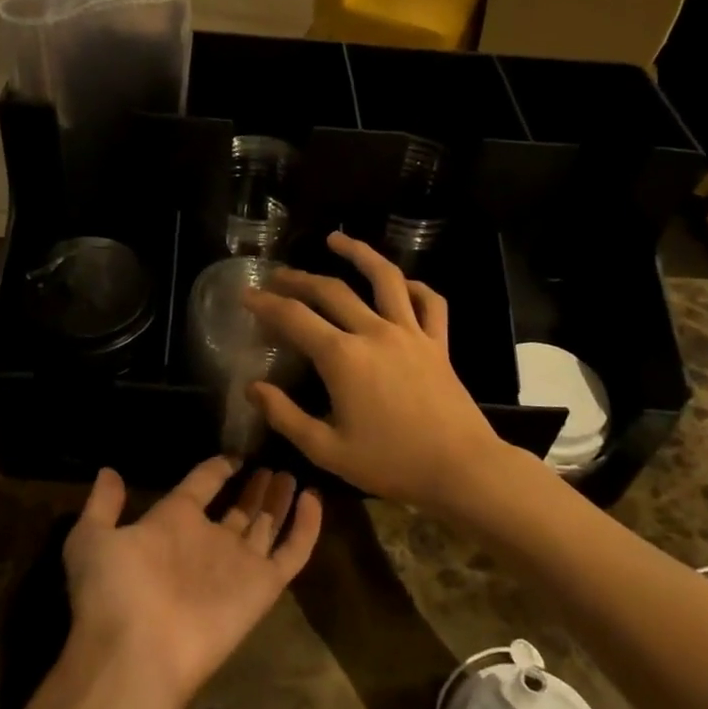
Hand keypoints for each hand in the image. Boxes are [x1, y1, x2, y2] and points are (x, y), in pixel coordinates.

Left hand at [62, 458, 321, 708]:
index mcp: (172, 523)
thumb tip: (108, 472)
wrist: (136, 651)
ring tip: (291, 474)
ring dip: (279, 501)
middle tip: (272, 464)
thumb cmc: (113, 590)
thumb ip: (102, 505)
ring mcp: (238, 564)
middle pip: (239, 508)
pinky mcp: (263, 586)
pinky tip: (314, 497)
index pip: (201, 487)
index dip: (217, 469)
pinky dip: (307, 526)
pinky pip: (292, 551)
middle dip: (254, 488)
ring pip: (266, 525)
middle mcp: (208, 541)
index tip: (234, 456)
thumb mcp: (91, 538)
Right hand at [241, 231, 506, 510]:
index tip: (246, 295)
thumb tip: (253, 388)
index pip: (294, 318)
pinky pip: (429, 302)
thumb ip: (285, 416)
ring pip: (384, 278)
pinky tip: (400, 283)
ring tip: (336, 239)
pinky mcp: (438, 342)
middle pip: (331, 291)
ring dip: (358, 253)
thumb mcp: (327, 450)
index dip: (266, 304)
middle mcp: (374, 332)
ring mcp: (410, 333)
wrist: (461, 469)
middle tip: (277, 276)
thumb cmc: (391, 463)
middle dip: (298, 279)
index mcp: (343, 357)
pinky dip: (414, 286)